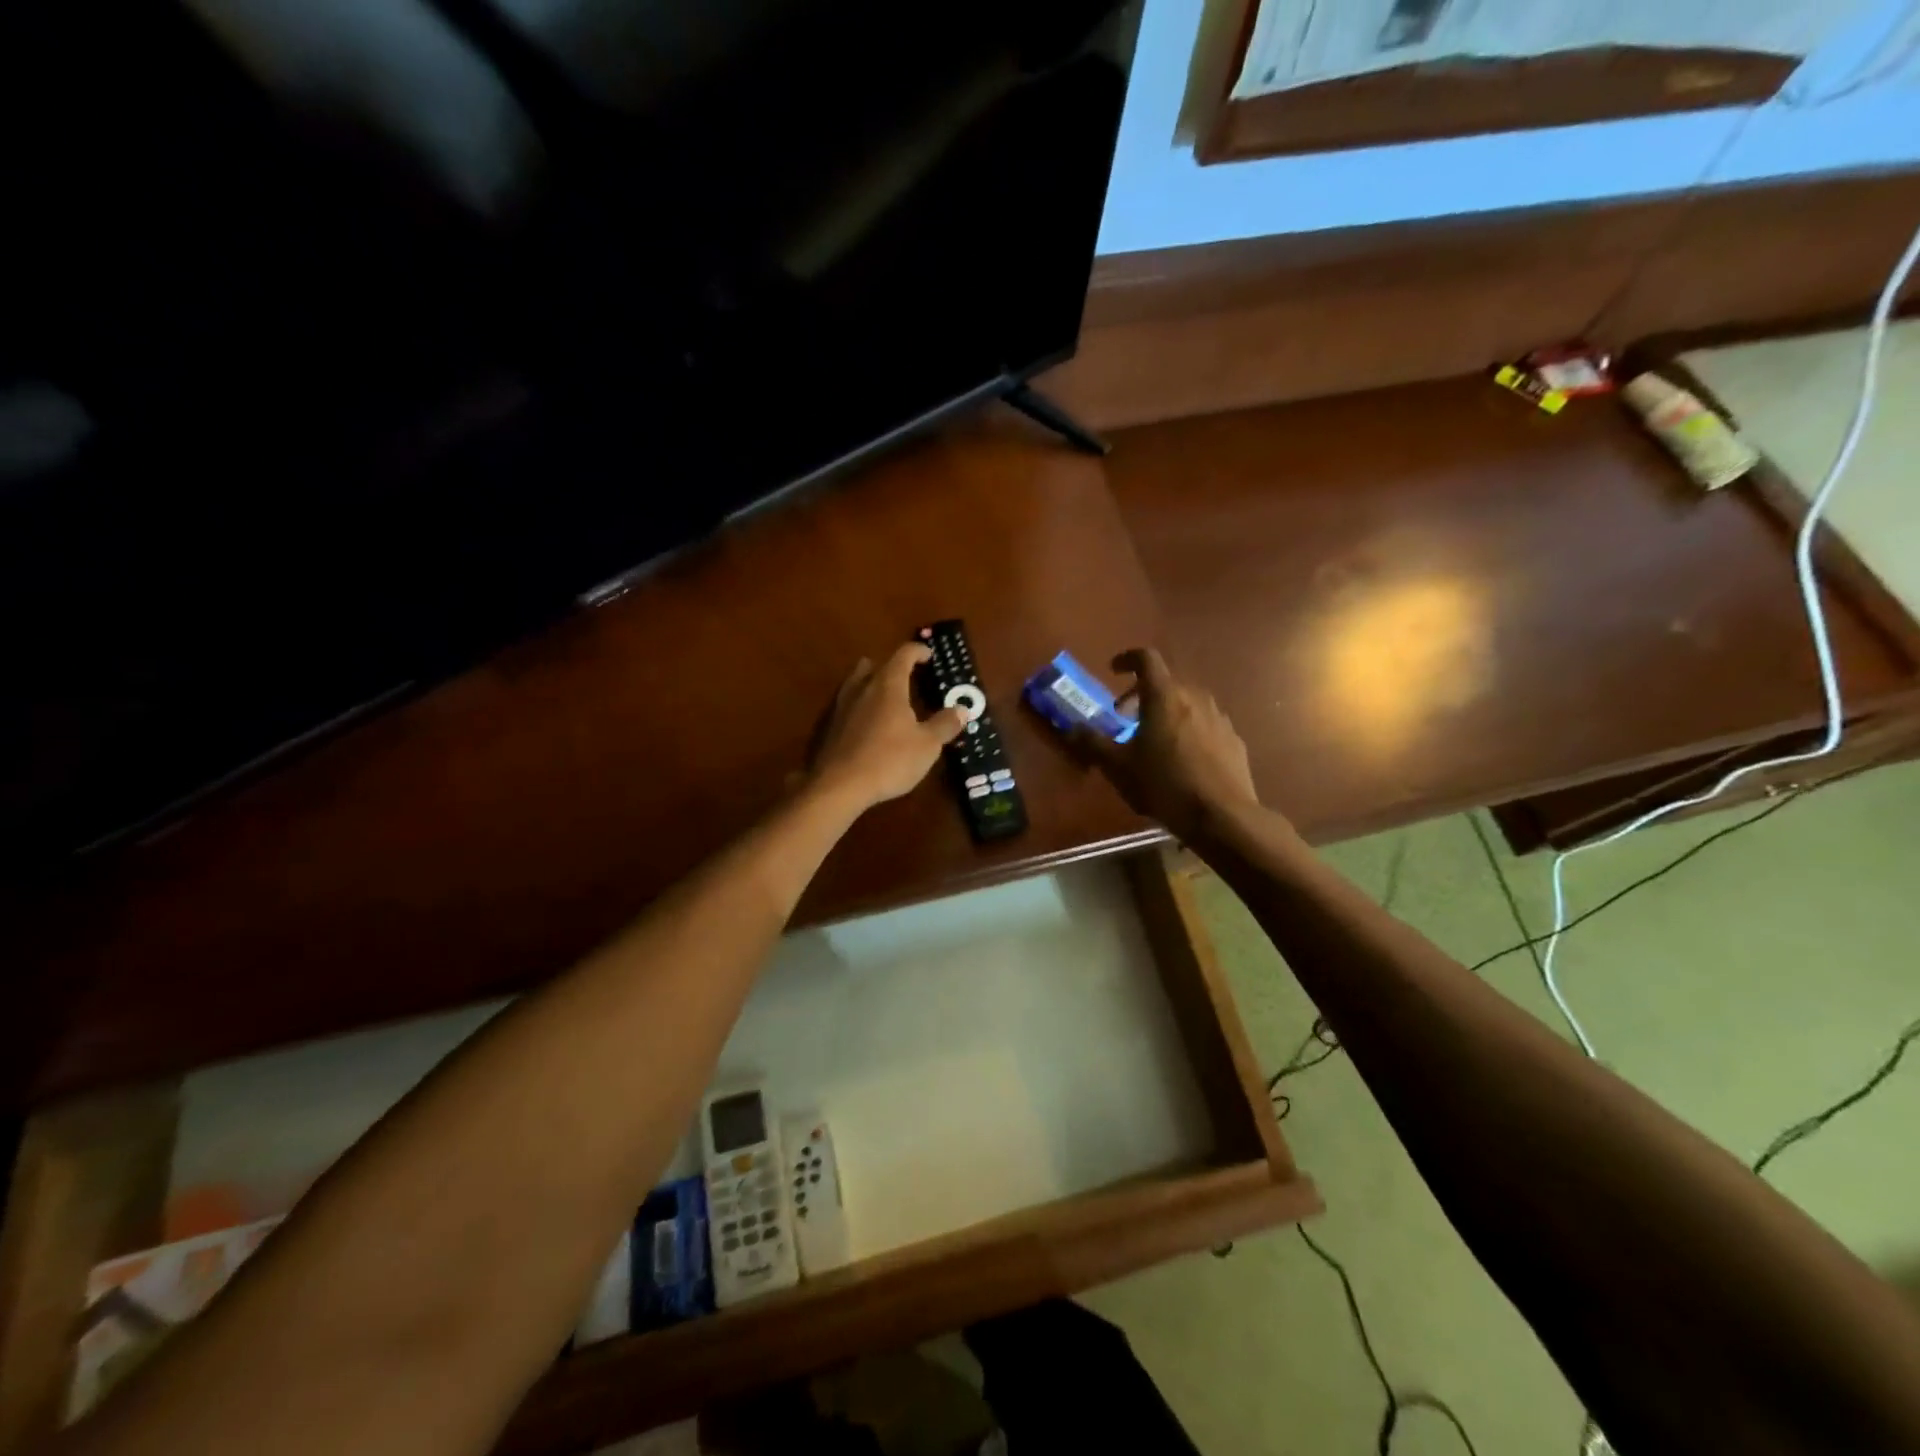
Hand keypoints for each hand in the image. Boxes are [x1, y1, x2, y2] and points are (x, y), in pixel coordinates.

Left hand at [806, 644, 966, 812]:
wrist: (838, 785)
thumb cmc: (889, 760)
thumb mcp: (927, 745)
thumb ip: (944, 725)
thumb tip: (962, 709)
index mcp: (888, 685)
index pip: (903, 654)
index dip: (918, 651)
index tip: (929, 656)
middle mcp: (861, 687)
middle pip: (874, 665)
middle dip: (891, 667)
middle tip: (907, 679)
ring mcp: (840, 706)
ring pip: (856, 683)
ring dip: (871, 685)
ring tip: (887, 701)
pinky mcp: (827, 726)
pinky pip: (846, 705)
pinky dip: (859, 707)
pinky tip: (866, 725)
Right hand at [1071, 648, 1259, 842]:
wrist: (1222, 816)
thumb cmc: (1163, 784)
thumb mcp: (1118, 767)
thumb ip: (1093, 743)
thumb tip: (1072, 728)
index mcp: (1164, 696)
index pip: (1146, 658)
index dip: (1127, 658)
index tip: (1113, 670)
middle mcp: (1195, 698)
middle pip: (1166, 683)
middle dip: (1141, 694)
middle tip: (1125, 718)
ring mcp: (1219, 718)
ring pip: (1188, 703)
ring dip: (1167, 713)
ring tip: (1154, 740)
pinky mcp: (1234, 740)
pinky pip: (1205, 725)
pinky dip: (1189, 731)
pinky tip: (1182, 760)